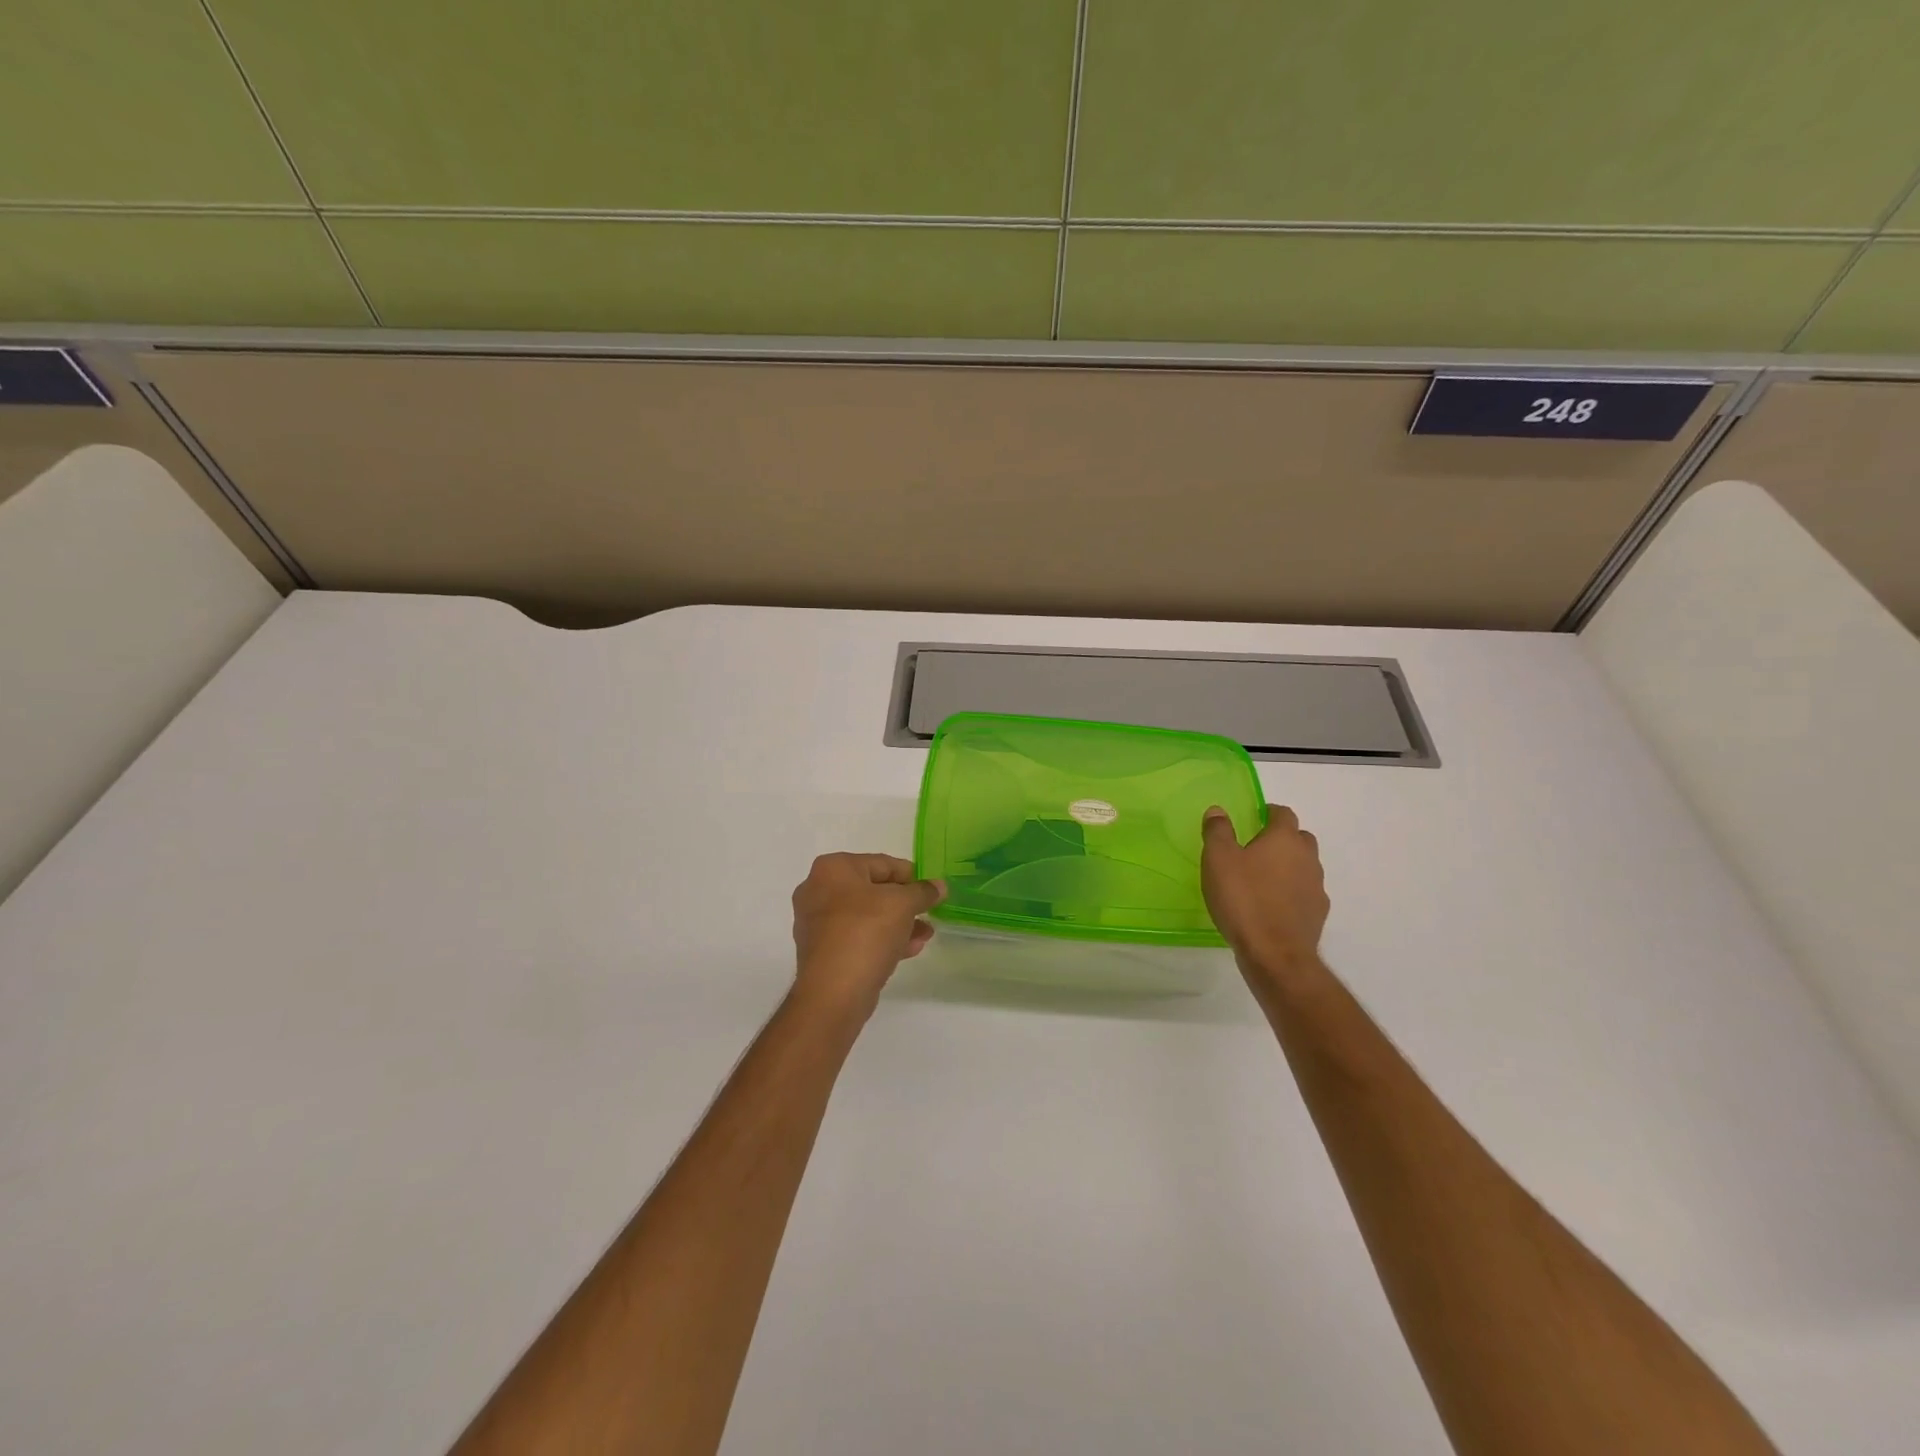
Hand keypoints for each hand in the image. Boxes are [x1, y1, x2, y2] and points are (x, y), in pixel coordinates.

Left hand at [791, 853, 944, 1019]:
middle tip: (929, 913)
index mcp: (833, 869)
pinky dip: (882, 939)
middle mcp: (818, 889)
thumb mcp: (903, 905)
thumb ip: (923, 891)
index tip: (932, 890)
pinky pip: (857, 937)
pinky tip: (909, 950)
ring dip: (898, 923)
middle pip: (873, 889)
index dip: (911, 876)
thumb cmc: (866, 933)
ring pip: (867, 916)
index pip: (881, 863)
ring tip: (925, 935)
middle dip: (905, 903)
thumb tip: (939, 886)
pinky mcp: (822, 950)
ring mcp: (816, 922)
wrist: (833, 992)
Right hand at [1201, 804, 1330, 984]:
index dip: (1269, 813)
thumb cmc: (1243, 899)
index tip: (1255, 818)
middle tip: (1257, 847)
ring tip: (1262, 878)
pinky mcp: (1318, 914)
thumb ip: (1218, 831)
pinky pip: (1305, 892)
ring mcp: (1317, 887)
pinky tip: (1273, 905)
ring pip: (1305, 866)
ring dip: (1288, 866)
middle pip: (1299, 838)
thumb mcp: (1218, 860)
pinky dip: (1292, 892)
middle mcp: (1307, 858)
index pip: (1283, 814)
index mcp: (1284, 839)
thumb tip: (1218, 811)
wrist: (1275, 954)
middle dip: (1282, 838)